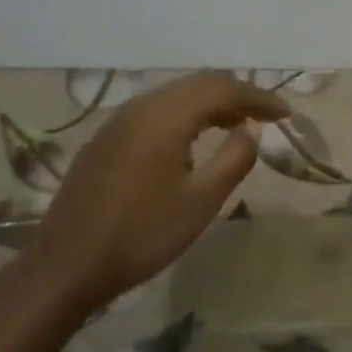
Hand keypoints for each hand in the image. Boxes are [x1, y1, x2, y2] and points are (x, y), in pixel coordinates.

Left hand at [21, 72, 288, 314]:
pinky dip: (185, 114)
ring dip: (210, 103)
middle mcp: (139, 107)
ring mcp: (117, 122)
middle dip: (236, 95)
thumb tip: (252, 129)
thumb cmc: (142, 235)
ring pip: (175, 95)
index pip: (222, 89)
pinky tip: (193, 140)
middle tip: (266, 116)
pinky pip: (155, 110)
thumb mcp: (201, 202)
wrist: (67, 267)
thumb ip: (234, 158)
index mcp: (164, 117)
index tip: (285, 114)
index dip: (258, 98)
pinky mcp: (105, 139)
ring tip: (237, 125)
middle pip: (197, 84)